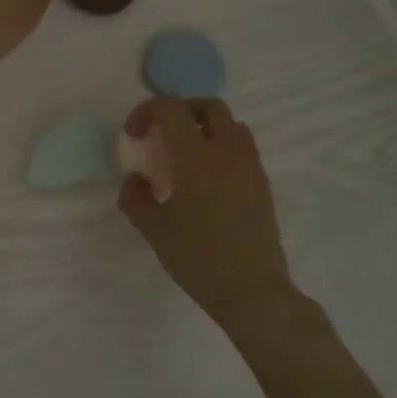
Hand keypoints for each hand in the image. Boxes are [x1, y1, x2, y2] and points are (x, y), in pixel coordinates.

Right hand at [117, 97, 299, 332]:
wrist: (253, 291)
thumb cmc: (198, 259)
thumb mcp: (153, 229)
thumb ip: (135, 197)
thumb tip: (136, 179)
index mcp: (197, 156)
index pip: (170, 109)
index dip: (146, 112)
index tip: (134, 135)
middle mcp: (228, 151)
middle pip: (207, 106)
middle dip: (180, 110)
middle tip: (161, 134)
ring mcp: (251, 165)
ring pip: (230, 124)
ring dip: (204, 127)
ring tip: (185, 155)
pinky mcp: (263, 183)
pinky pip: (242, 147)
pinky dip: (221, 147)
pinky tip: (206, 180)